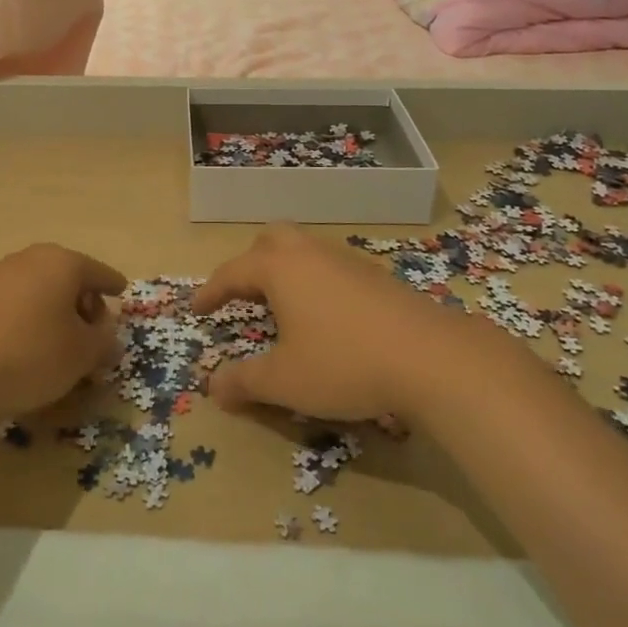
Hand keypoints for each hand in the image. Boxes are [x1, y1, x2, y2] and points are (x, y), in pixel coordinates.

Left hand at [0, 244, 126, 422]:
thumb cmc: (30, 353)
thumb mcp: (81, 354)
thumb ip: (103, 341)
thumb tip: (108, 335)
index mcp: (63, 262)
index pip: (99, 272)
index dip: (113, 286)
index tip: (122, 294)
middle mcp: (31, 259)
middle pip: (69, 280)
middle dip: (83, 306)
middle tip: (93, 338)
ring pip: (41, 293)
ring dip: (55, 317)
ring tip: (60, 352)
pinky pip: (16, 307)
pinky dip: (29, 323)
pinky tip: (27, 353)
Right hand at [193, 225, 445, 421]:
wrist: (430, 357)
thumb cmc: (343, 363)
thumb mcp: (285, 381)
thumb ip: (244, 381)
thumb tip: (212, 386)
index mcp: (280, 268)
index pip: (232, 271)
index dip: (211, 291)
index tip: (197, 308)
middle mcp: (310, 253)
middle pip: (271, 240)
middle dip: (250, 263)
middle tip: (243, 294)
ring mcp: (347, 260)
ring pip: (305, 249)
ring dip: (286, 270)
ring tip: (282, 305)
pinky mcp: (377, 276)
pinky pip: (332, 267)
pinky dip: (316, 281)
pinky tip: (326, 315)